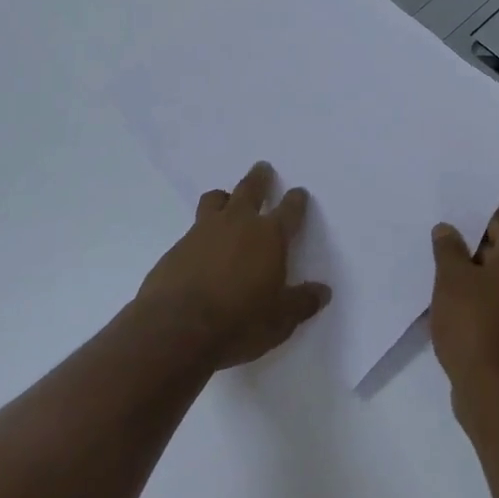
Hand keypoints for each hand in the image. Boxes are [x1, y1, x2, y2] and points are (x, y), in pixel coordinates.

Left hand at [139, 162, 331, 369]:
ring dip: (225, 197)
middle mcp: (238, 224)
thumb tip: (323, 292)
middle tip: (262, 167)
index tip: (299, 193)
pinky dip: (202, 229)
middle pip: (250, 189)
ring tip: (227, 199)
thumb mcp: (280, 320)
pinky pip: (194, 227)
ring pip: (216, 200)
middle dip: (259, 178)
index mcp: (269, 236)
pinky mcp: (177, 246)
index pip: (289, 210)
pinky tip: (202, 246)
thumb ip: (302, 302)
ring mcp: (203, 231)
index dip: (296, 201)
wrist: (175, 329)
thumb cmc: (239, 322)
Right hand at [430, 211, 498, 411]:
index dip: (470, 222)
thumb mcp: (451, 279)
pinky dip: (488, 304)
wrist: (497, 394)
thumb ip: (448, 247)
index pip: (498, 222)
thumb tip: (449, 229)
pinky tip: (460, 315)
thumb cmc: (474, 325)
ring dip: (478, 281)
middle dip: (472, 253)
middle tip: (441, 260)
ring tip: (446, 288)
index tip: (446, 232)